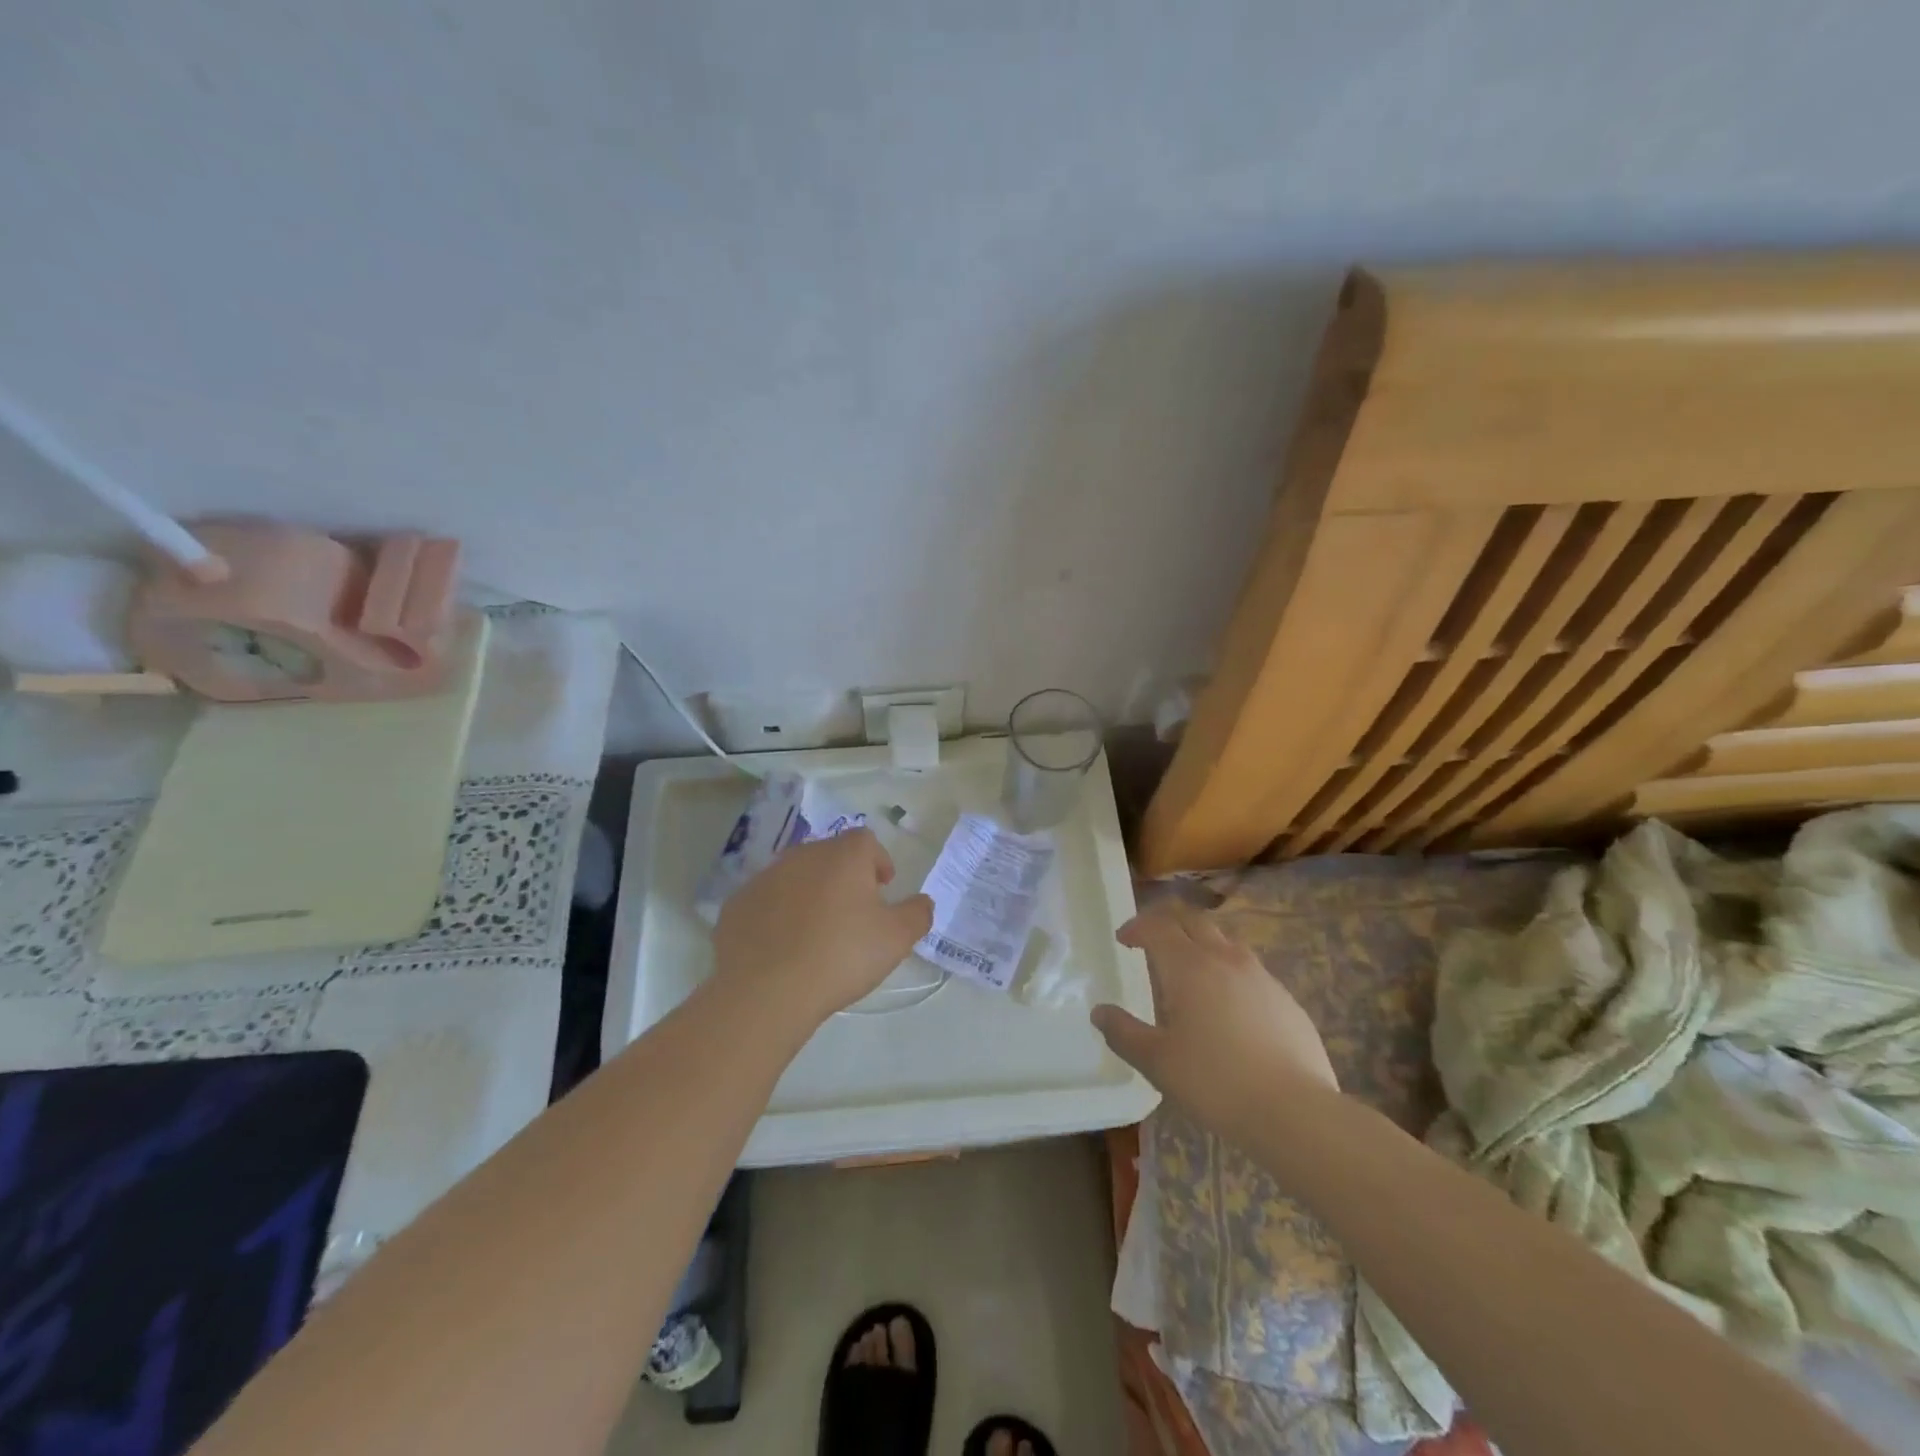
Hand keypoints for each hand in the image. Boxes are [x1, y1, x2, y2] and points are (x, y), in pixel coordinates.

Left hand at [712, 829, 933, 1025]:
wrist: (766, 990)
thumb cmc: (841, 956)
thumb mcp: (896, 939)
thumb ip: (917, 914)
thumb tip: (923, 901)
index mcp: (843, 856)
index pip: (866, 841)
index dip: (878, 861)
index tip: (883, 889)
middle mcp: (803, 855)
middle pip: (829, 855)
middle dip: (844, 876)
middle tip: (853, 912)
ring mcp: (765, 877)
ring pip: (795, 876)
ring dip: (809, 893)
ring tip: (817, 931)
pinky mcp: (737, 903)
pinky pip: (766, 900)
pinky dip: (777, 914)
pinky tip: (783, 946)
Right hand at [1092, 901, 1336, 1140]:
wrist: (1295, 1112)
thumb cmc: (1215, 1082)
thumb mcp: (1157, 1062)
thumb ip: (1124, 1033)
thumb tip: (1100, 1013)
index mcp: (1189, 966)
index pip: (1158, 926)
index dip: (1137, 927)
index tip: (1123, 940)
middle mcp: (1225, 959)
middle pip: (1193, 920)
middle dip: (1168, 922)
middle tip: (1152, 940)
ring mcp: (1261, 976)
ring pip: (1225, 941)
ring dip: (1201, 943)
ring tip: (1189, 969)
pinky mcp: (1286, 999)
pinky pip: (1250, 970)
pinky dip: (1229, 971)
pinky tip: (1228, 1005)